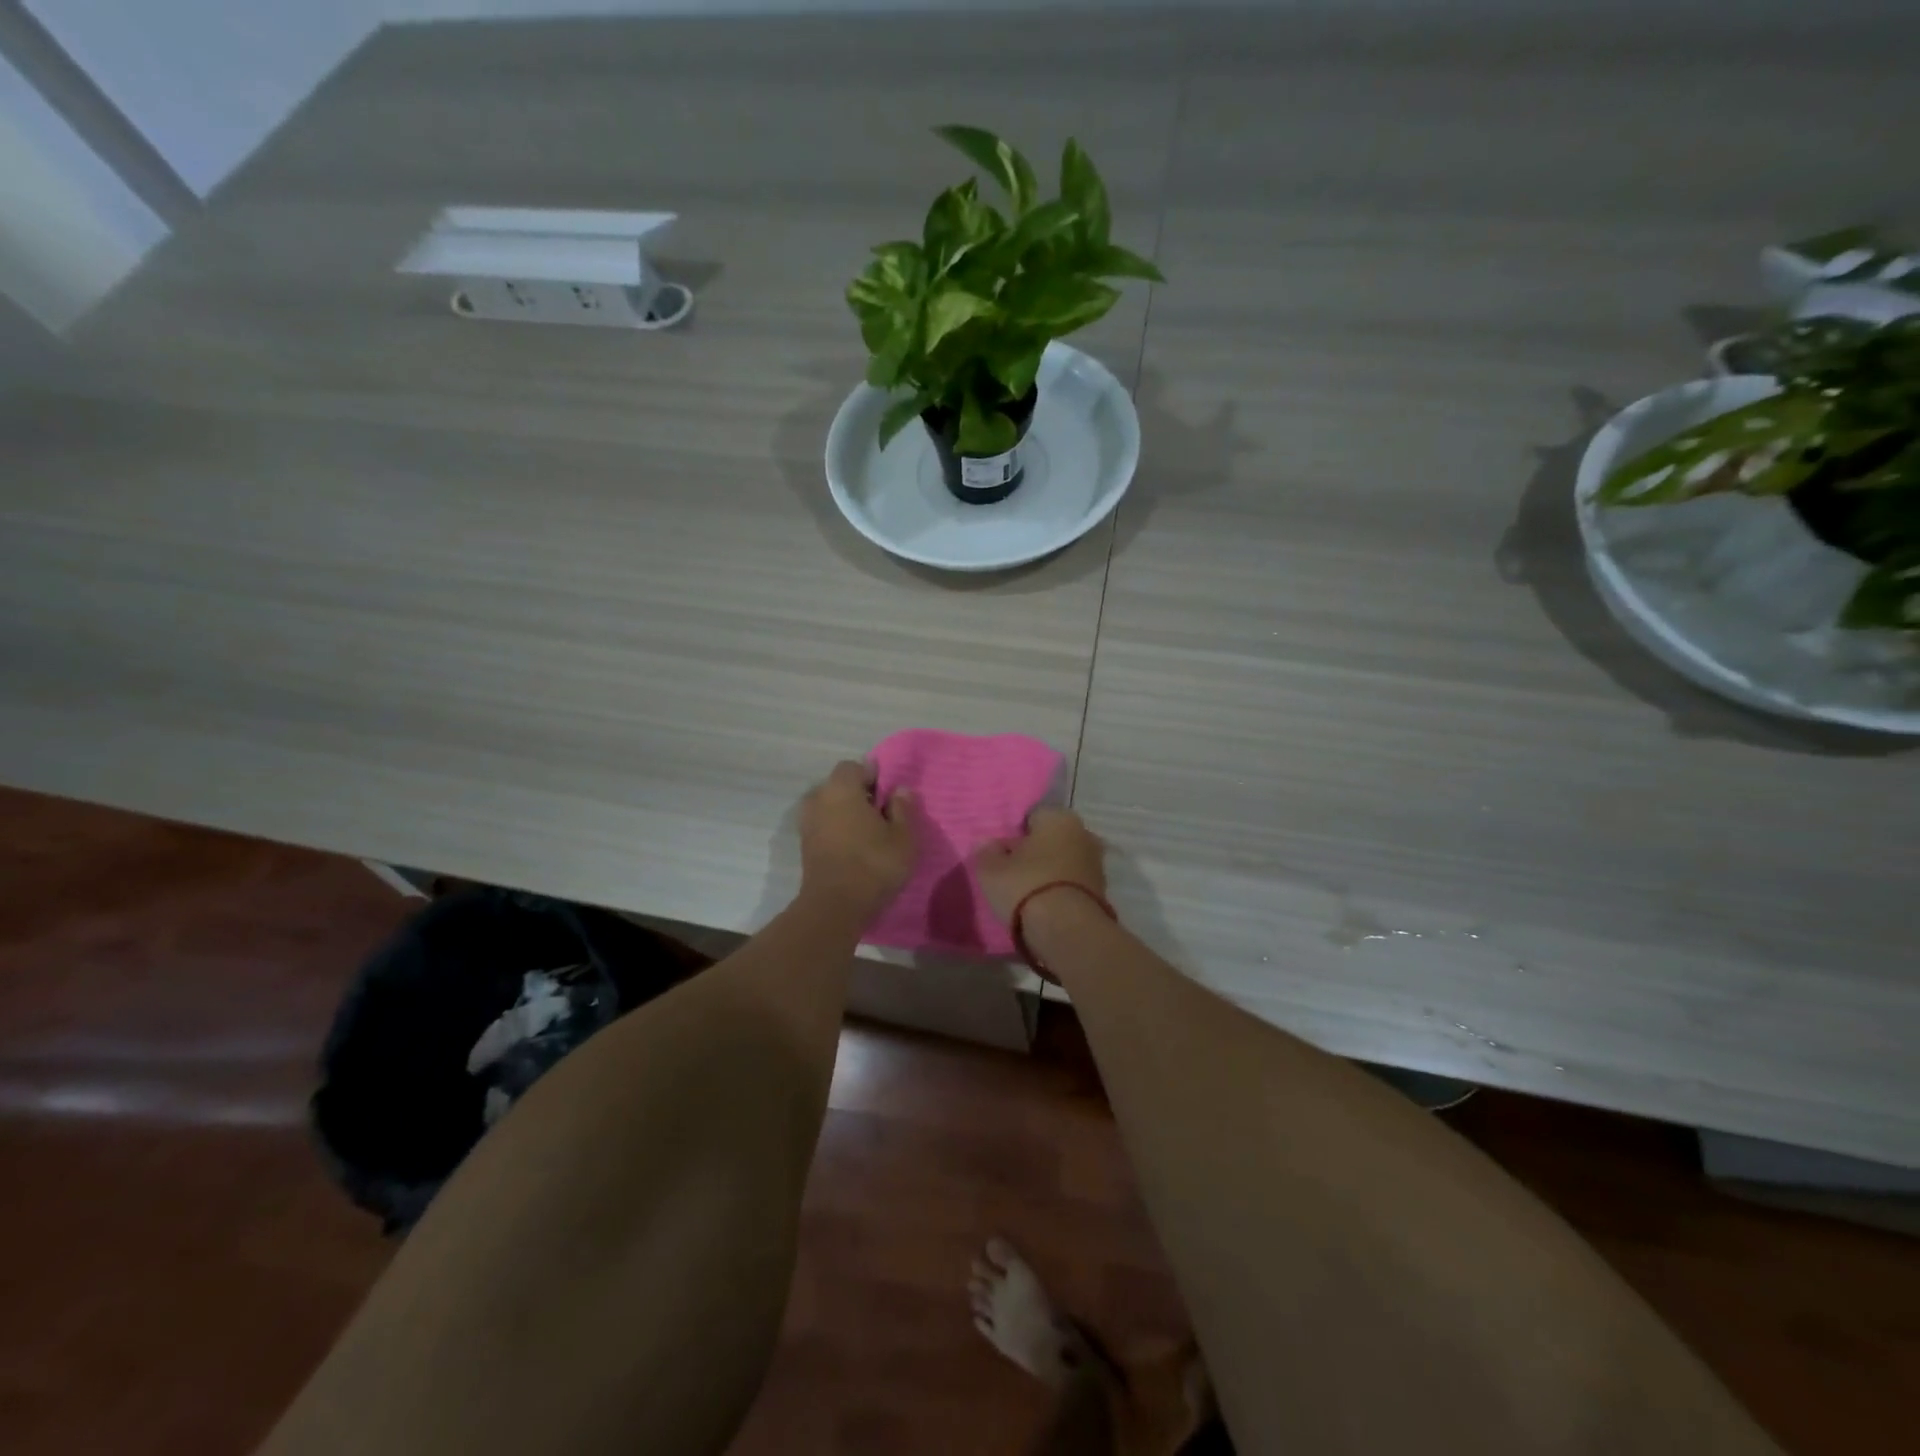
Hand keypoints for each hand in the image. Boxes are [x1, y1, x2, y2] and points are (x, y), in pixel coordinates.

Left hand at [799, 761, 918, 920]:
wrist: (835, 907)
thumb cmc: (874, 864)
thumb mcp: (904, 837)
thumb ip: (903, 808)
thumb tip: (900, 790)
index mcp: (841, 788)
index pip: (854, 766)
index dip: (873, 776)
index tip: (888, 795)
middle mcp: (818, 798)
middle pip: (839, 786)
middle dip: (859, 794)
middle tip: (882, 815)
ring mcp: (807, 822)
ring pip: (830, 807)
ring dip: (846, 814)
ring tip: (869, 833)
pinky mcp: (805, 845)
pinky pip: (824, 826)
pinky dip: (837, 830)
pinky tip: (855, 848)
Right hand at [972, 807, 1106, 927]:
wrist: (1068, 930)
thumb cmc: (1026, 886)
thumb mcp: (990, 870)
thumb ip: (986, 852)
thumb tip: (989, 845)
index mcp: (1059, 817)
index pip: (1032, 817)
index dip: (1014, 834)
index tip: (1001, 853)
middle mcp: (1083, 833)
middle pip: (1051, 839)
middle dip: (1035, 852)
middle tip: (1012, 872)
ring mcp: (1096, 864)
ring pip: (1064, 862)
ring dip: (1049, 873)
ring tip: (1026, 894)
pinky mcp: (1102, 892)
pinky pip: (1072, 884)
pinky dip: (1060, 891)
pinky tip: (1044, 907)